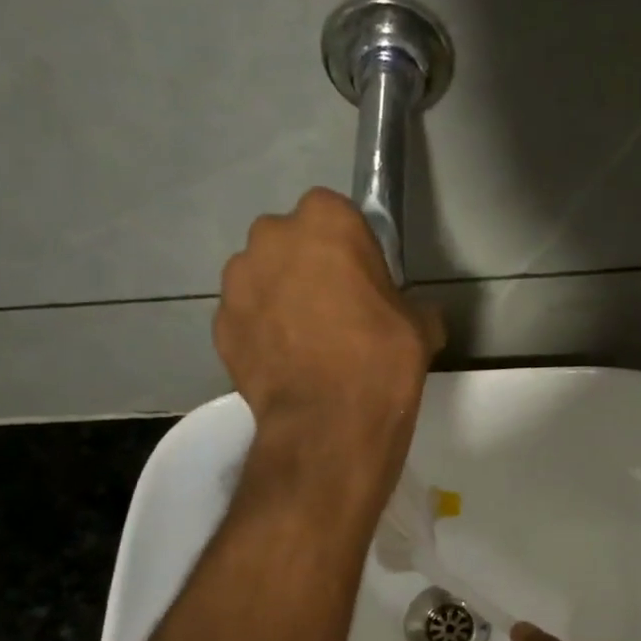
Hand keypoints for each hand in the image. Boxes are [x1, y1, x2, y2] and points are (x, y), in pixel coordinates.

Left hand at [215, 189, 443, 451]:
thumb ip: (411, 306)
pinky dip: (260, 334)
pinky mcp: (220, 325)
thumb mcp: (420, 327)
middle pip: (290, 243)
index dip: (350, 249)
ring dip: (278, 298)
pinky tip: (284, 365)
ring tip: (305, 343)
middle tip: (333, 311)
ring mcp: (238, 281)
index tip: (363, 281)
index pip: (336, 216)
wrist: (330, 424)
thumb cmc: (382, 361)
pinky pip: (246, 319)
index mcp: (325, 220)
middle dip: (307, 267)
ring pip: (261, 278)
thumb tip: (413, 315)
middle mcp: (272, 237)